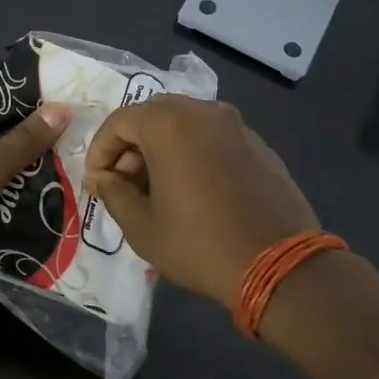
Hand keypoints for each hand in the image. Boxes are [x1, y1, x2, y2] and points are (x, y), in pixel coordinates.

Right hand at [82, 96, 318, 307]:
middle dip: (130, 145)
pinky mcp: (258, 143)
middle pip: (151, 114)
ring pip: (184, 122)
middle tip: (125, 183)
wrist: (281, 266)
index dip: (100, 151)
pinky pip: (212, 136)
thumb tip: (102, 178)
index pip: (119, 122)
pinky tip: (194, 189)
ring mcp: (235, 125)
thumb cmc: (200, 244)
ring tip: (158, 188)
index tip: (97, 183)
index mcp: (169, 123)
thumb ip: (113, 194)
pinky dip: (192, 151)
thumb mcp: (142, 227)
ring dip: (161, 147)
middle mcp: (203, 111)